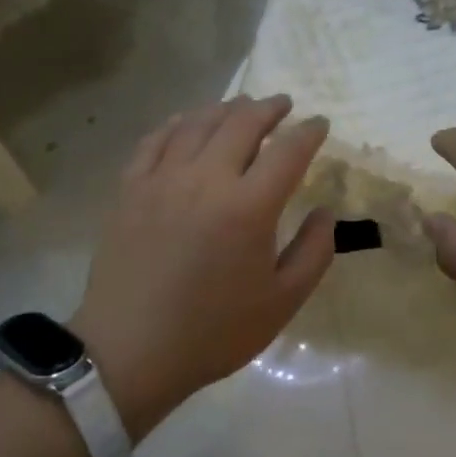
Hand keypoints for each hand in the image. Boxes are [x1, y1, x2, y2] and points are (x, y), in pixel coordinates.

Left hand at [72, 95, 333, 440]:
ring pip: (198, 123)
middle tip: (283, 104)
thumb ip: (314, 252)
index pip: (288, 151)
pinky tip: (188, 122)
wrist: (130, 352)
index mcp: (249, 207)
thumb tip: (325, 212)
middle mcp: (206, 179)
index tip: (320, 124)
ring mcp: (162, 179)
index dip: (309, 132)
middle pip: (242, 123)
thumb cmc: (213, 332)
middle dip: (269, 108)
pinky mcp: (130, 189)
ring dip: (226, 109)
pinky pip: (156, 139)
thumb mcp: (282, 302)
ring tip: (242, 106)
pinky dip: (178, 123)